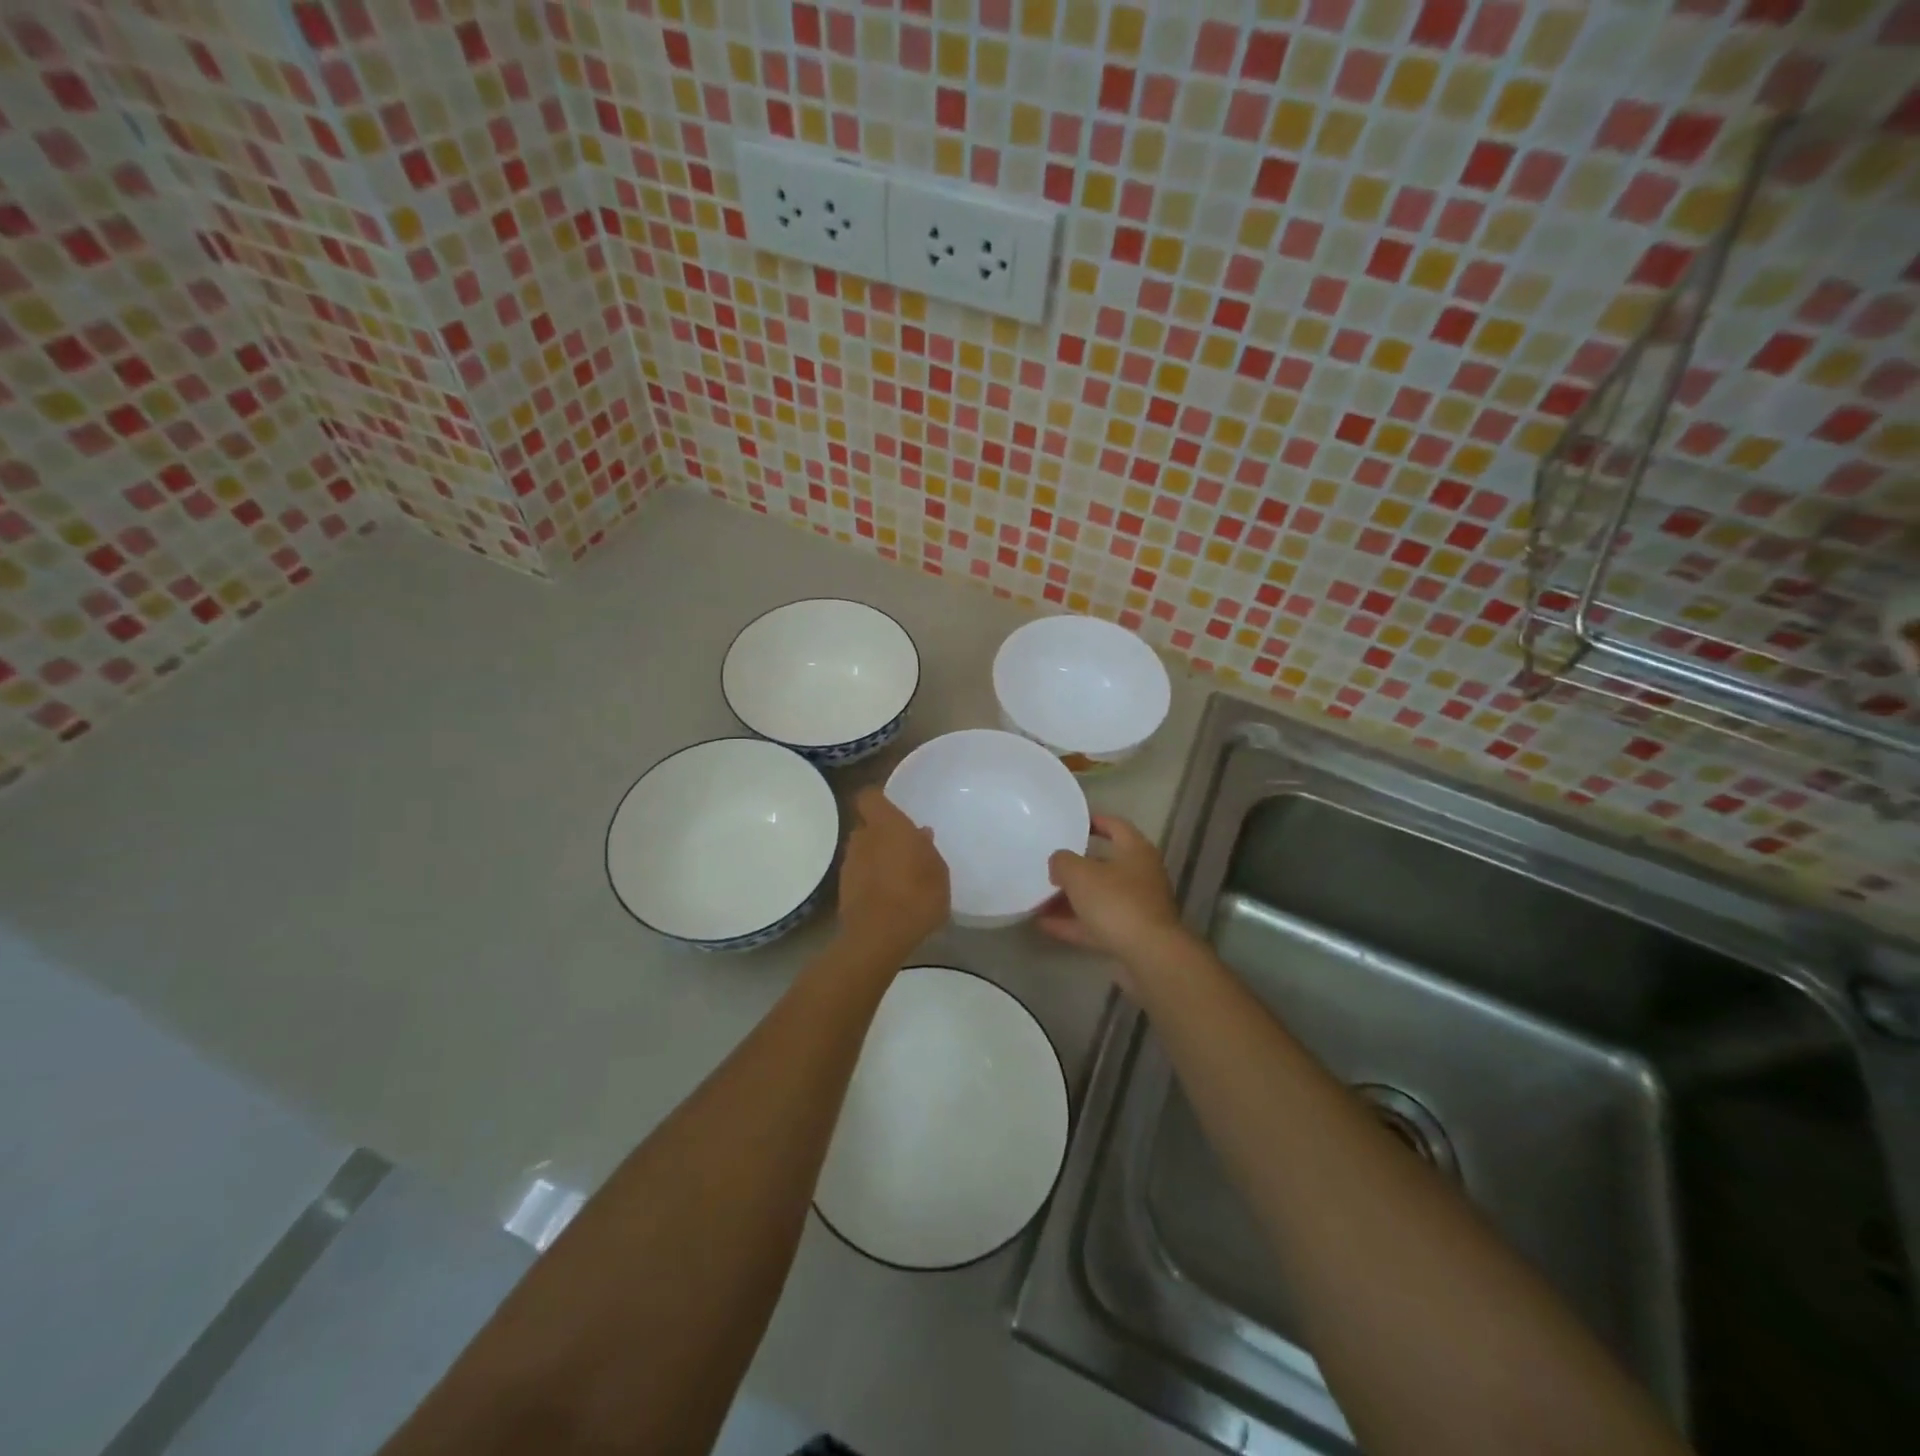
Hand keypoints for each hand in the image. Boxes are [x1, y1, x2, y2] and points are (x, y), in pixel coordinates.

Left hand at [837, 788, 949, 958]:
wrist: (878, 936)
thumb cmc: (917, 896)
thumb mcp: (938, 872)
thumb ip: (928, 849)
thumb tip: (920, 834)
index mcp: (886, 825)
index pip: (869, 796)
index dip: (877, 799)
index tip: (892, 807)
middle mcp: (863, 838)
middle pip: (867, 825)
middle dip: (881, 833)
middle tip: (903, 847)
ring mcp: (849, 864)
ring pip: (862, 850)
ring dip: (875, 857)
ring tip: (897, 875)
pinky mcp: (843, 889)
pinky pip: (859, 873)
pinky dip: (870, 878)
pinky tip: (887, 895)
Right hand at [1040, 815, 1186, 973]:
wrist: (1149, 955)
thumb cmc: (1116, 902)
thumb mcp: (1080, 874)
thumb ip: (1063, 862)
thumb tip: (1059, 862)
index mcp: (1136, 851)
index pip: (1115, 825)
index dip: (1093, 821)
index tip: (1071, 822)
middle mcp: (1141, 875)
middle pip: (1105, 864)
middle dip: (1075, 867)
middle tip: (1049, 864)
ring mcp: (1138, 907)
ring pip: (1099, 897)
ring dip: (1070, 898)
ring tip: (1039, 897)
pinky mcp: (1131, 935)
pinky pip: (1096, 924)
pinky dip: (1073, 923)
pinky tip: (1045, 924)